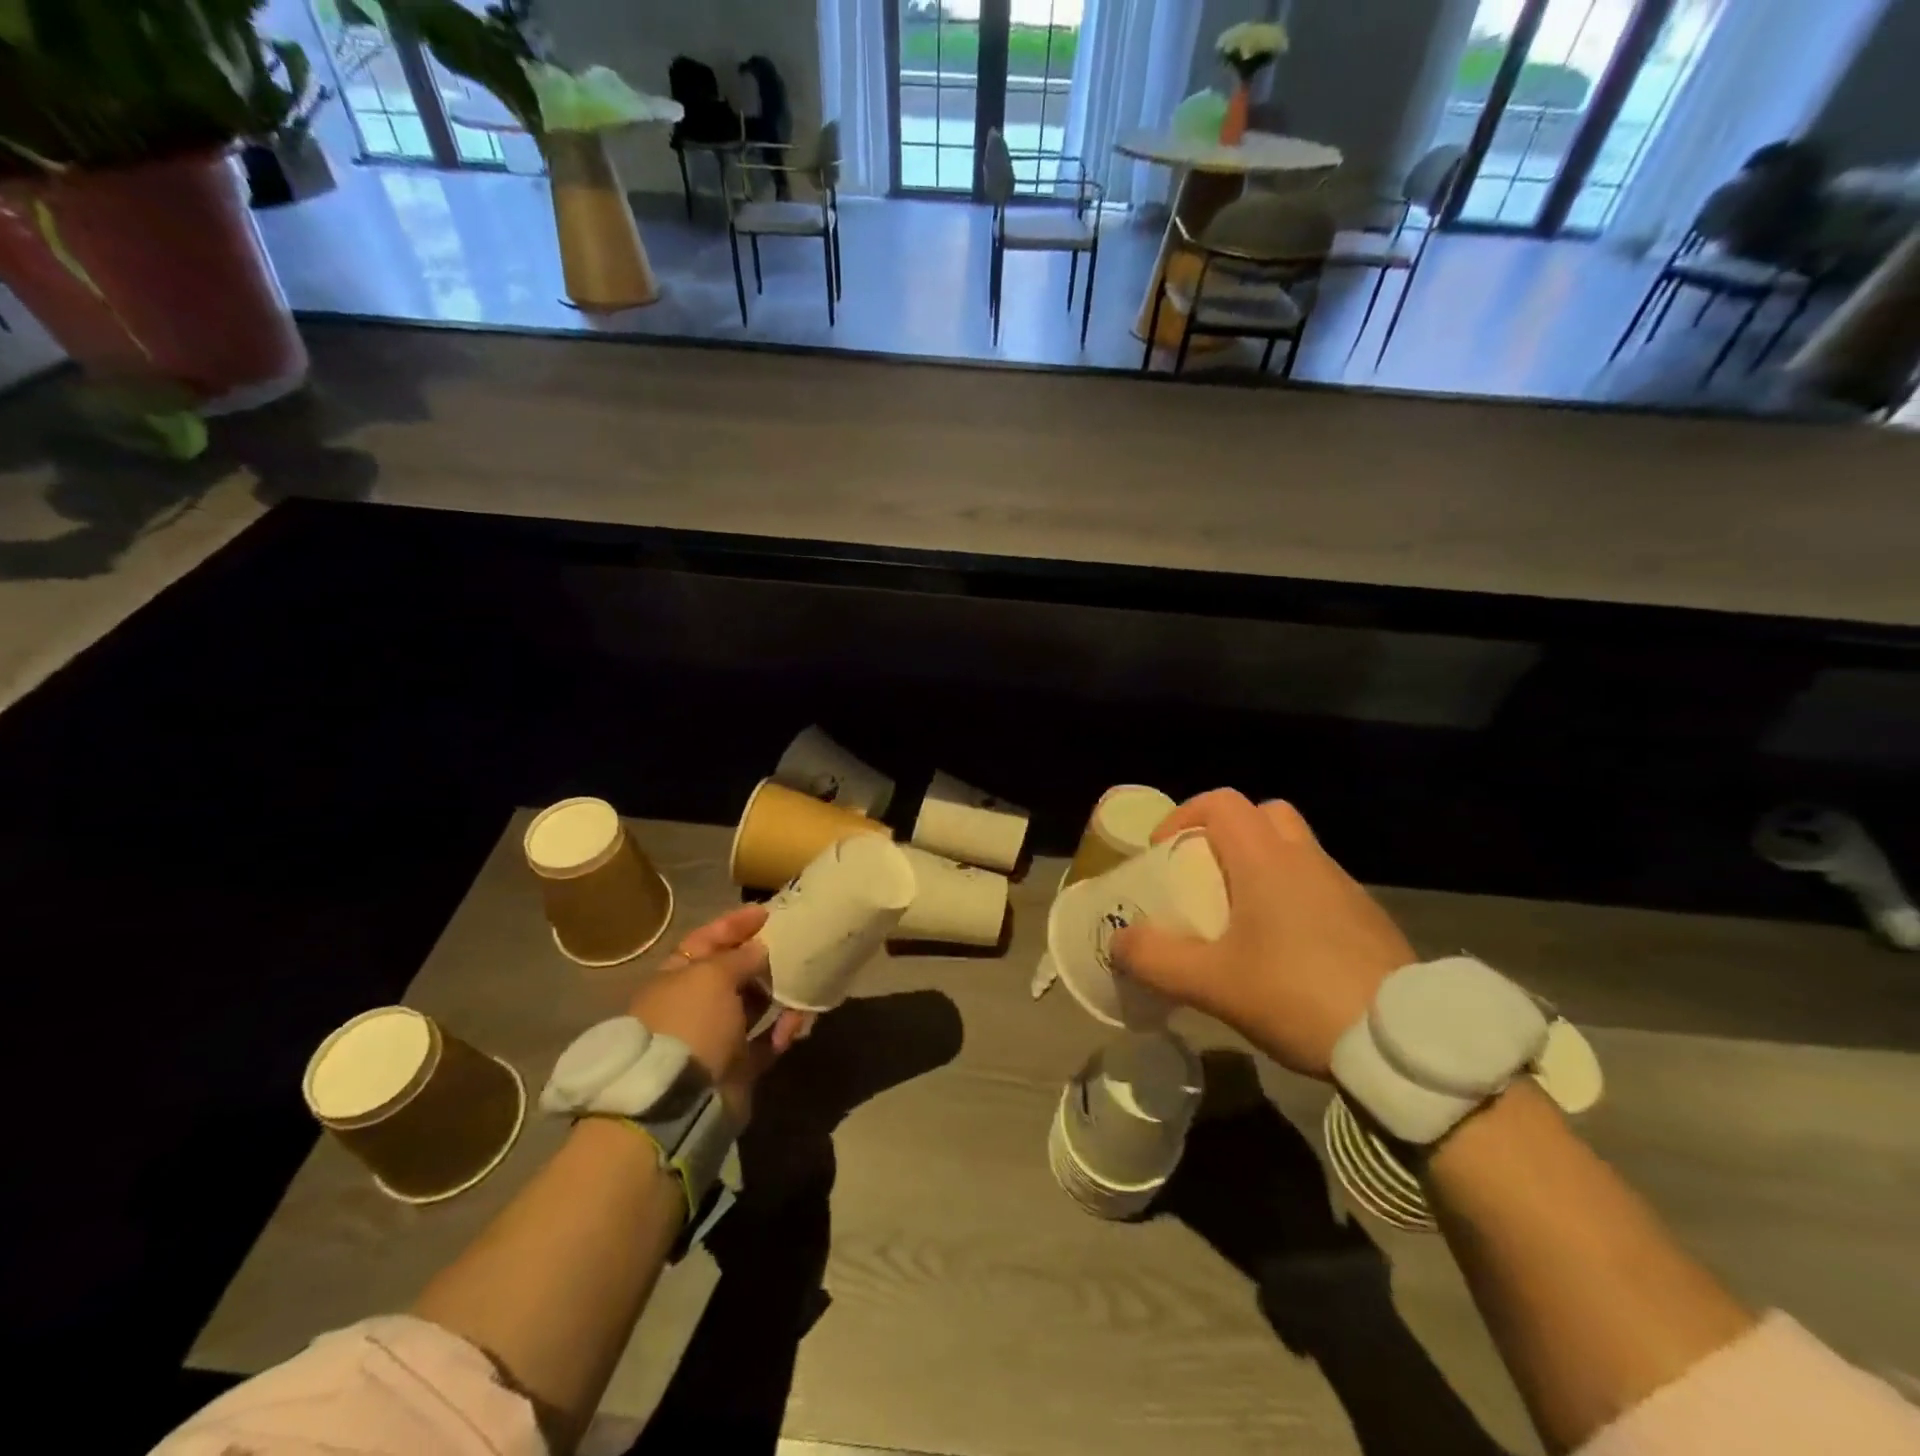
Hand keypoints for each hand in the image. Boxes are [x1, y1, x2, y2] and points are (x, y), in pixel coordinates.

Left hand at [626, 906, 808, 1122]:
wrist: (679, 1100)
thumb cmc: (691, 1022)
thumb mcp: (712, 976)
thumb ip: (740, 957)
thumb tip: (760, 949)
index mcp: (676, 978)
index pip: (705, 940)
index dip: (734, 925)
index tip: (766, 913)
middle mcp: (692, 1005)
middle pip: (731, 973)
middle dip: (761, 960)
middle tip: (793, 948)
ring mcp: (713, 1037)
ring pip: (752, 1006)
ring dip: (777, 996)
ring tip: (801, 988)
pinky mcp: (735, 1066)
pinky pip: (765, 1041)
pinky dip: (780, 1032)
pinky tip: (795, 1026)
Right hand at [1108, 790, 1412, 1079]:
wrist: (1402, 1042)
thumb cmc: (1296, 994)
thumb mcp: (1212, 984)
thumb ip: (1156, 959)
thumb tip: (1119, 942)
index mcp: (1266, 859)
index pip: (1221, 803)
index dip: (1184, 816)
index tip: (1164, 853)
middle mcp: (1306, 859)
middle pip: (1263, 815)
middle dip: (1227, 835)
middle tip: (1205, 876)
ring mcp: (1344, 887)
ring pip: (1294, 851)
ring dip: (1261, 867)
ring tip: (1239, 919)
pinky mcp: (1367, 918)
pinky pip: (1318, 886)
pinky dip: (1292, 897)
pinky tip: (1284, 950)